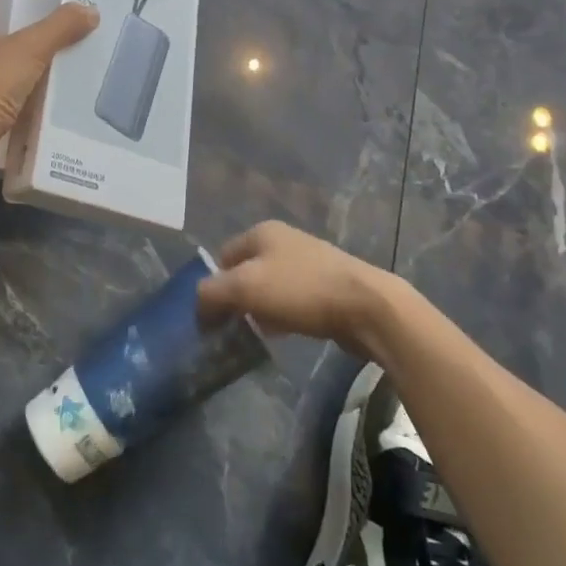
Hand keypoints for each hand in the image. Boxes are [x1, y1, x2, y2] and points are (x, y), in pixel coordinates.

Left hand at [0, 0, 98, 188]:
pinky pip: (0, 99)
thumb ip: (59, 28)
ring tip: (58, 70)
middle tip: (56, 38)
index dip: (1, 1)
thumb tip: (90, 10)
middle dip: (22, 37)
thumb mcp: (28, 51)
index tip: (30, 9)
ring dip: (23, 71)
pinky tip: (45, 102)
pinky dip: (20, 100)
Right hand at [197, 221, 401, 358]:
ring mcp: (308, 262)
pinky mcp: (327, 286)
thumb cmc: (301, 290)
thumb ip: (212, 293)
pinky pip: (292, 300)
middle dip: (236, 299)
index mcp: (262, 231)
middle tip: (231, 327)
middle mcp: (284, 240)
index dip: (213, 285)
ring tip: (257, 334)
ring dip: (259, 310)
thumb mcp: (245, 288)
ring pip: (269, 287)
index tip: (211, 317)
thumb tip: (199, 306)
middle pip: (245, 271)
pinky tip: (283, 333)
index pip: (222, 256)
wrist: (366, 306)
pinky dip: (282, 315)